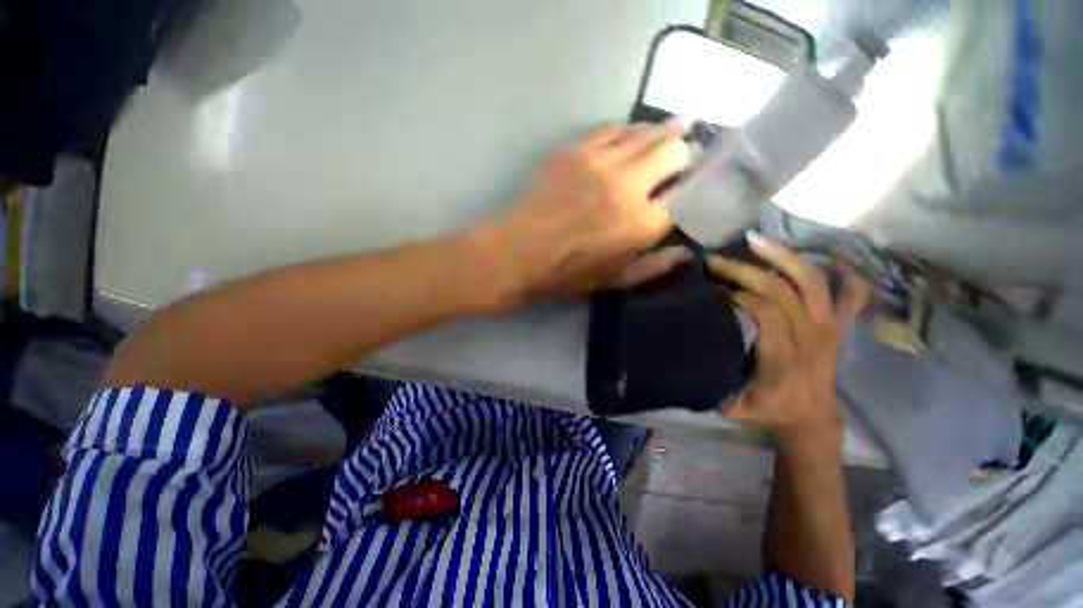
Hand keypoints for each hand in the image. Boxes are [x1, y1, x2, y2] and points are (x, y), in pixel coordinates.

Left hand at [482, 122, 692, 301]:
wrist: (516, 254)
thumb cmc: (564, 275)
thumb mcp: (613, 282)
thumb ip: (654, 267)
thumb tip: (686, 253)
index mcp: (639, 224)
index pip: (689, 194)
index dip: (700, 188)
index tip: (702, 186)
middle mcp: (627, 185)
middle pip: (675, 151)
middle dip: (688, 153)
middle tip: (689, 159)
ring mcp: (599, 162)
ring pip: (648, 132)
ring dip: (668, 132)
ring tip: (681, 129)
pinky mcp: (575, 150)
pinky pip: (614, 129)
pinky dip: (632, 131)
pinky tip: (636, 135)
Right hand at [707, 238, 869, 455]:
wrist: (812, 419)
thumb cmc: (769, 410)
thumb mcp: (734, 404)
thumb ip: (714, 382)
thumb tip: (687, 353)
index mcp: (784, 359)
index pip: (766, 314)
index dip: (740, 295)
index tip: (712, 287)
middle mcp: (810, 338)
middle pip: (783, 292)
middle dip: (747, 272)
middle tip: (718, 260)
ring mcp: (828, 329)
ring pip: (813, 283)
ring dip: (785, 258)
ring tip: (756, 242)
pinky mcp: (838, 326)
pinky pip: (853, 295)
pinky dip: (846, 274)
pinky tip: (826, 257)